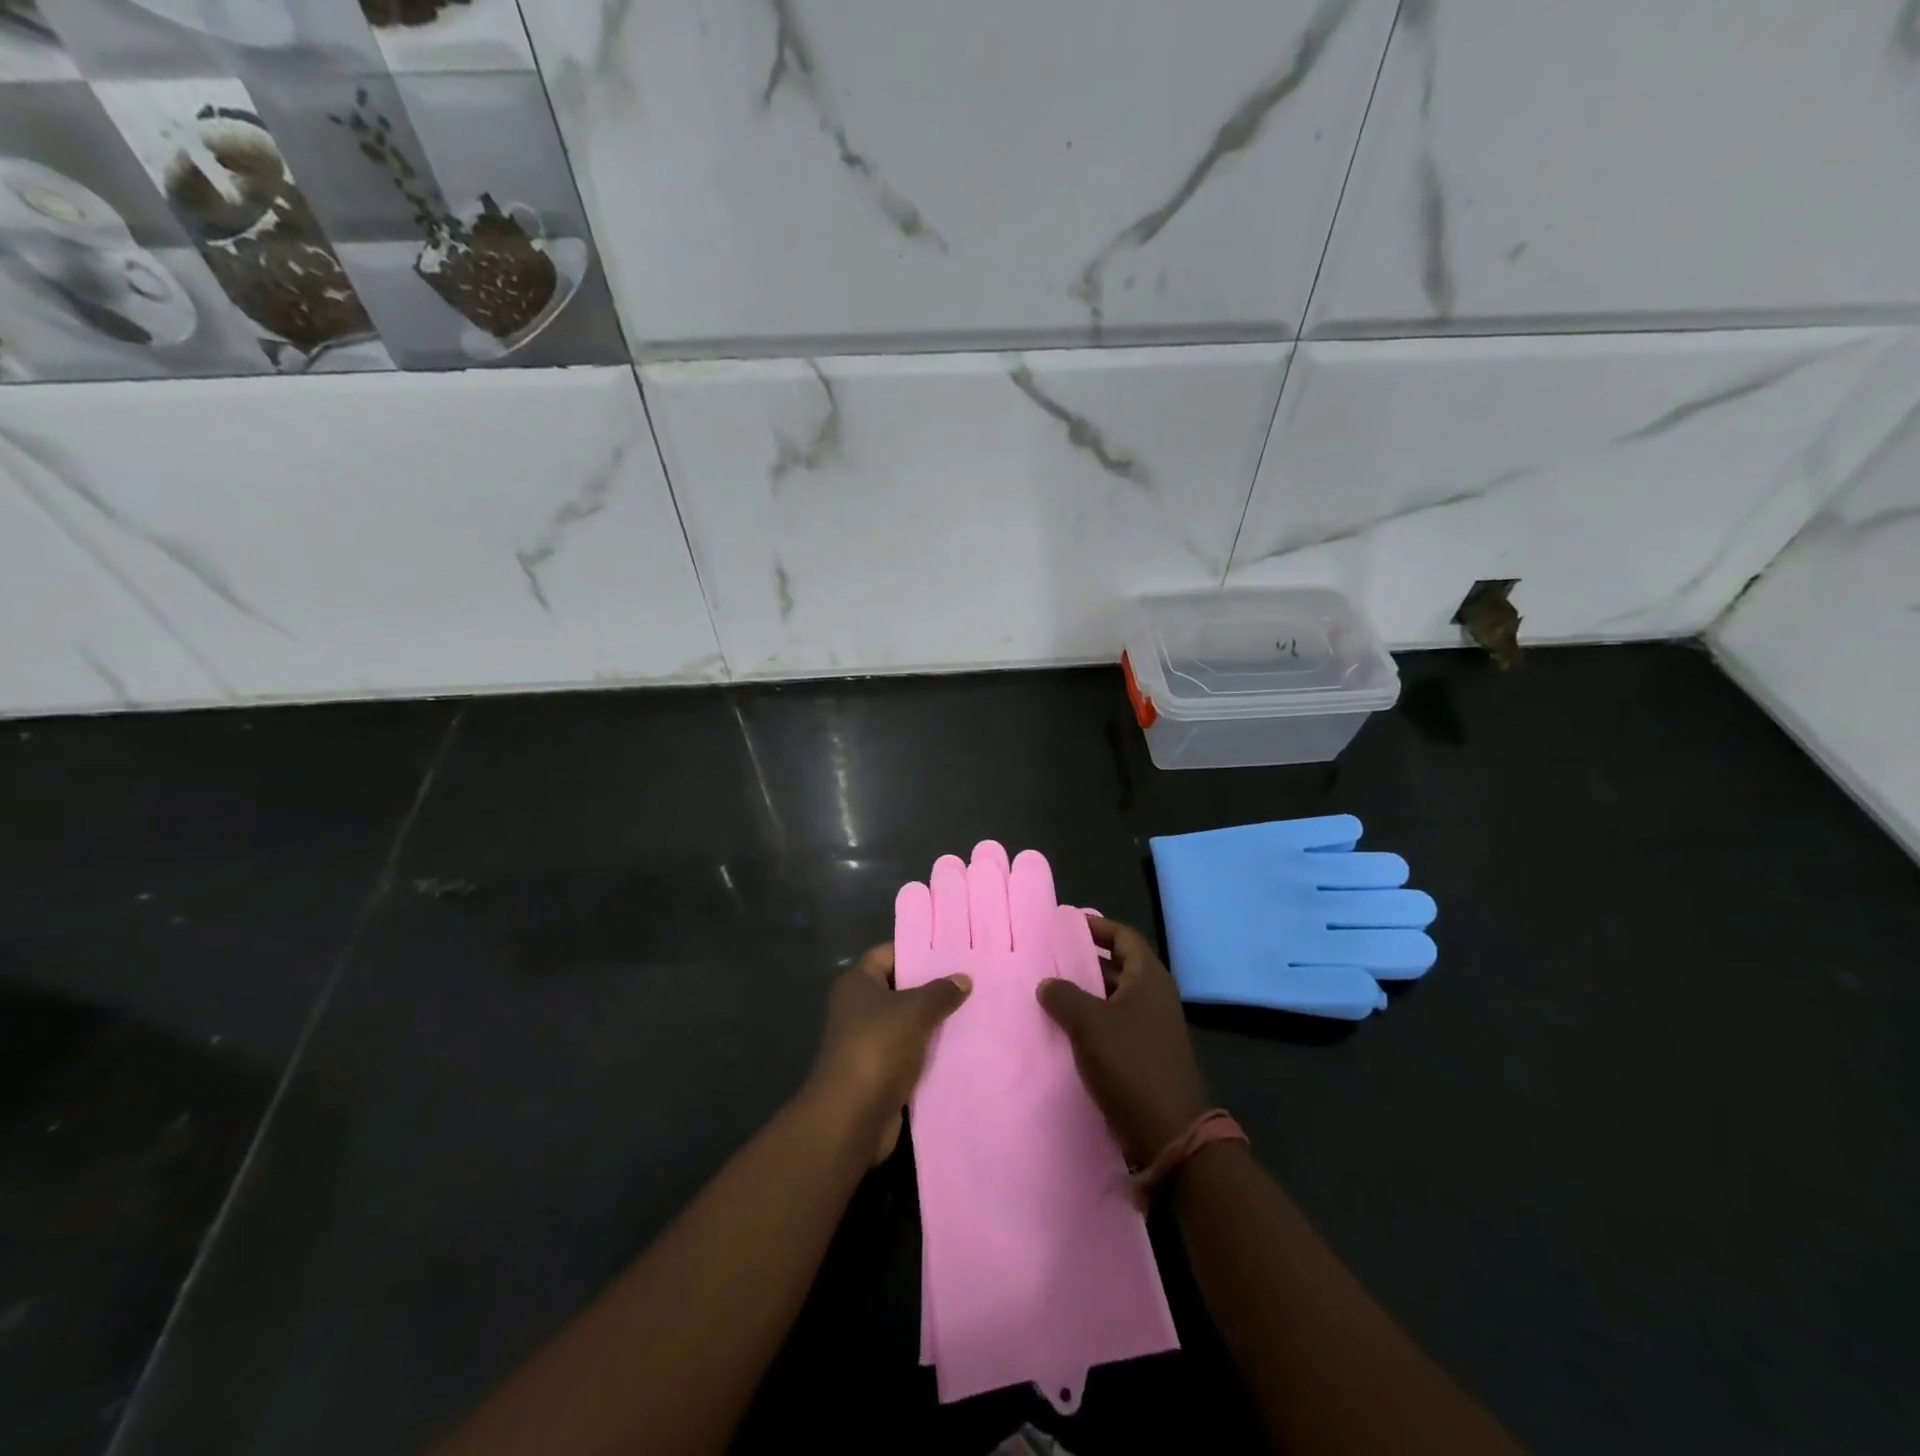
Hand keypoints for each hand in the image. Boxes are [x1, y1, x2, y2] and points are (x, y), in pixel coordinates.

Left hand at [808, 944, 971, 1163]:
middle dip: (932, 987)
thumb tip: (963, 978)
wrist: (852, 1117)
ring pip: (907, 1022)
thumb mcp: (915, 1011)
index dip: (917, 950)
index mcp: (858, 983)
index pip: (888, 953)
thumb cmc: (878, 1048)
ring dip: (934, 1021)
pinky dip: (930, 1050)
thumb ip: (941, 992)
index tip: (950, 950)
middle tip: (970, 979)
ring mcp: (868, 1041)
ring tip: (973, 1010)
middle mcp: (859, 1008)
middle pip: (900, 988)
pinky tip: (962, 1046)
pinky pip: (910, 1052)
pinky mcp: (879, 1072)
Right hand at [1037, 917, 1209, 1167]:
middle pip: (1118, 966)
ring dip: (1085, 994)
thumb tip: (1047, 983)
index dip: (1097, 927)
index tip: (1066, 924)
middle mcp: (1154, 996)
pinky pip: (1114, 1025)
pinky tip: (1064, 1029)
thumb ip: (1064, 996)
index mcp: (1149, 978)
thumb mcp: (1089, 1023)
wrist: (1169, 1132)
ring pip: (1113, 998)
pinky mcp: (1145, 1055)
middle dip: (1084, 961)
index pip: (1124, 936)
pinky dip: (1091, 1021)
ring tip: (1048, 991)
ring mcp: (1152, 1027)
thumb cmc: (1130, 1063)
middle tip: (1048, 957)